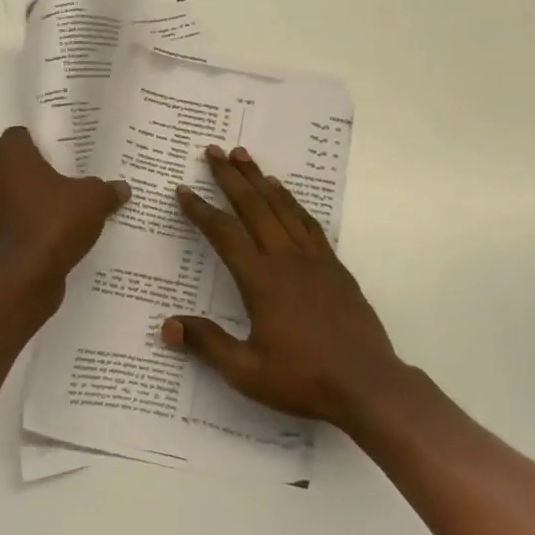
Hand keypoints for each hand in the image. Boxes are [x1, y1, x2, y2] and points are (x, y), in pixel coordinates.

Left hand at [0, 127, 129, 303]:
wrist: (22, 279)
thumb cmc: (54, 223)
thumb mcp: (93, 201)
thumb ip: (106, 190)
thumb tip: (122, 188)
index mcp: (8, 155)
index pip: (19, 136)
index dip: (39, 143)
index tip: (61, 154)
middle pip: (8, 166)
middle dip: (30, 173)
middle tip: (61, 181)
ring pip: (2, 197)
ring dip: (20, 202)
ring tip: (52, 211)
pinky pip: (2, 227)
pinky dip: (16, 230)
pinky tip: (42, 239)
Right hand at [166, 145, 410, 429]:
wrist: (367, 384)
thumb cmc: (303, 378)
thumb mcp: (246, 371)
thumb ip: (207, 344)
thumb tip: (167, 326)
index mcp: (261, 280)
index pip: (224, 234)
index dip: (201, 210)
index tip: (183, 190)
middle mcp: (286, 259)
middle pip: (254, 206)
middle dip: (231, 176)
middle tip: (214, 150)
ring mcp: (314, 258)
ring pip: (282, 207)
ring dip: (260, 179)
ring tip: (244, 156)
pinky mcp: (334, 265)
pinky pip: (307, 222)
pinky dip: (291, 201)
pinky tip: (284, 193)